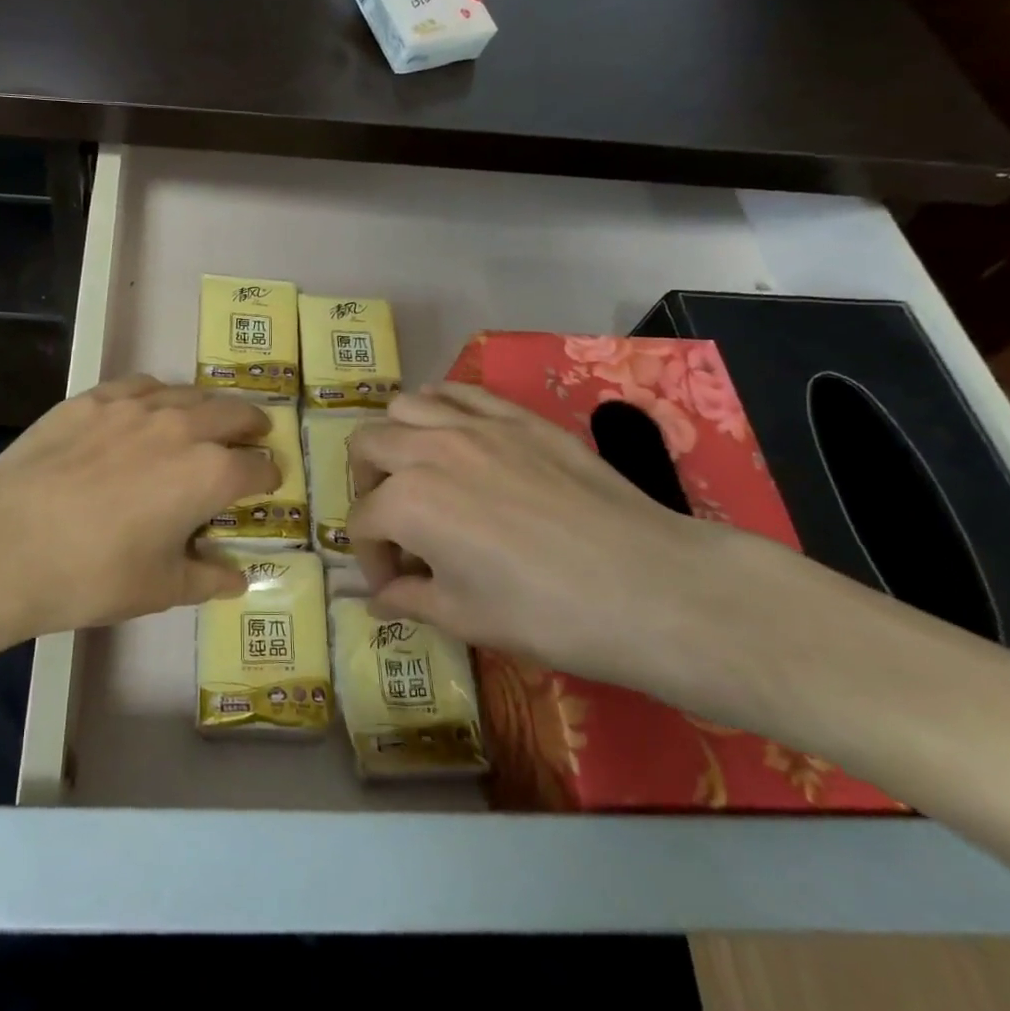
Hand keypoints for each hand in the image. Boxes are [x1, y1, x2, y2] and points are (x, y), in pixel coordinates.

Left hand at [0, 376, 277, 640]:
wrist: (5, 542)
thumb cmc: (92, 575)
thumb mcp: (159, 588)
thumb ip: (207, 579)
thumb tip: (237, 580)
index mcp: (210, 474)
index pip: (257, 467)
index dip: (268, 477)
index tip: (267, 484)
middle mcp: (182, 427)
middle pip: (234, 413)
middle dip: (252, 426)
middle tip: (254, 435)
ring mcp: (135, 406)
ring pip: (189, 393)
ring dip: (208, 407)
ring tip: (206, 419)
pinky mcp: (93, 399)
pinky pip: (141, 385)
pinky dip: (159, 395)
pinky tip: (149, 408)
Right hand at [348, 381, 799, 718]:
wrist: (648, 586)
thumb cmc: (546, 613)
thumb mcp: (464, 618)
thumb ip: (408, 600)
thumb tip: (380, 598)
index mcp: (406, 502)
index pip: (361, 522)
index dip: (370, 558)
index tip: (393, 585)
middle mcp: (429, 449)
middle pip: (367, 446)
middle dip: (365, 486)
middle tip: (392, 523)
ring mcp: (475, 424)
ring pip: (405, 406)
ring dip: (396, 438)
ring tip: (417, 472)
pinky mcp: (518, 416)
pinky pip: (459, 391)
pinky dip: (441, 407)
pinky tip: (454, 435)